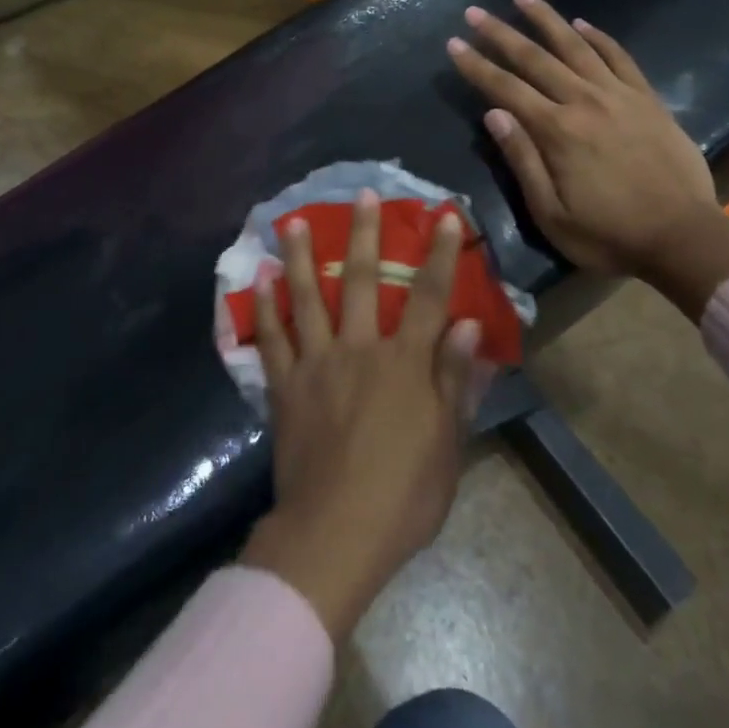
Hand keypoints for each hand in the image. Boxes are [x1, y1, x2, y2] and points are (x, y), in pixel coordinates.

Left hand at [239, 191, 481, 640]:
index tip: (444, 216)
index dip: (440, 254)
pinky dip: (265, 307)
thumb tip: (469, 327)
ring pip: (306, 297)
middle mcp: (359, 350)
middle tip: (363, 194)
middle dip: (364, 233)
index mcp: (404, 364)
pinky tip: (259, 279)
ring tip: (291, 220)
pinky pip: (271, 338)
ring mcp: (316, 364)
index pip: (428, 297)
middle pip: (360, 280)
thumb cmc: (403, 495)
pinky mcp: (284, 386)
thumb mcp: (447, 444)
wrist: (335, 533)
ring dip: (298, 256)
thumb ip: (455, 381)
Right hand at [447, 0, 728, 318]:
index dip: (476, 66)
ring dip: (547, 19)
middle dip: (500, 33)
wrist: (685, 239)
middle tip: (474, 12)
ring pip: (576, 46)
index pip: (506, 89)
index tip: (453, 44)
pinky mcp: (647, 100)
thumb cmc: (609, 235)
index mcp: (557, 131)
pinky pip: (620, 58)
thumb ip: (522, 160)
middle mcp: (585, 102)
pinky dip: (599, 37)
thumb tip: (493, 114)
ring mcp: (620, 96)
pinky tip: (582, 24)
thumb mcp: (551, 213)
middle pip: (535, 59)